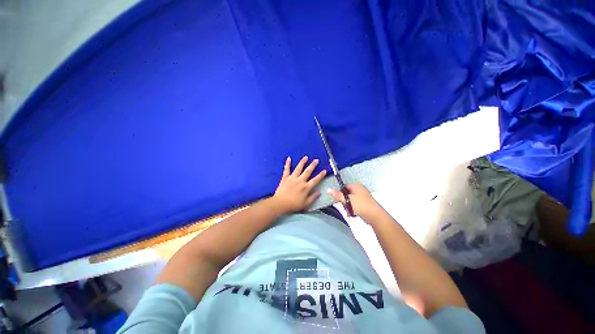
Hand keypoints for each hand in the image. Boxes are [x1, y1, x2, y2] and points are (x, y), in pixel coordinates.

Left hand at [273, 156, 326, 214]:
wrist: (280, 204)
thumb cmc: (293, 205)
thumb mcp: (306, 204)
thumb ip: (313, 198)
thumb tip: (319, 193)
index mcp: (306, 187)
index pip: (315, 180)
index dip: (321, 175)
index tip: (324, 170)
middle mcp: (300, 181)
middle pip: (308, 171)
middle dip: (313, 165)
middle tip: (316, 160)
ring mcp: (292, 178)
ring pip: (298, 168)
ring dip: (302, 162)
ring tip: (306, 157)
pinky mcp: (285, 178)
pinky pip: (286, 169)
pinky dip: (287, 164)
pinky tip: (288, 158)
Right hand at [327, 183, 381, 219]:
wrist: (375, 216)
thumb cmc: (360, 205)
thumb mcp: (347, 199)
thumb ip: (337, 195)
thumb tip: (328, 189)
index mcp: (356, 186)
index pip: (344, 186)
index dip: (340, 192)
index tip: (338, 199)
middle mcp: (360, 189)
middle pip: (347, 194)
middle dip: (344, 201)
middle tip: (344, 206)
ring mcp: (363, 197)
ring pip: (351, 201)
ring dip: (348, 207)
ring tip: (349, 212)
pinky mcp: (365, 204)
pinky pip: (356, 205)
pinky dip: (353, 209)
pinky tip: (352, 214)